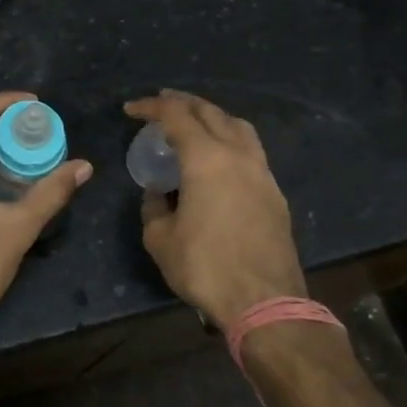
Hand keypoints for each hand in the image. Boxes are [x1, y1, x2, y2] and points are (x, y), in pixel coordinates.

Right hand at [124, 90, 305, 329]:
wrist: (266, 303)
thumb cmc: (206, 267)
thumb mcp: (160, 239)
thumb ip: (154, 207)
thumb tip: (158, 193)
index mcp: (206, 159)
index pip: (176, 115)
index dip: (151, 107)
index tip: (131, 110)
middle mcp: (238, 155)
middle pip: (211, 112)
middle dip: (183, 103)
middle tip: (162, 103)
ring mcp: (262, 173)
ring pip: (238, 127)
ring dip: (213, 117)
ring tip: (195, 123)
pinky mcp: (275, 194)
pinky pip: (251, 151)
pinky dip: (230, 141)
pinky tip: (218, 159)